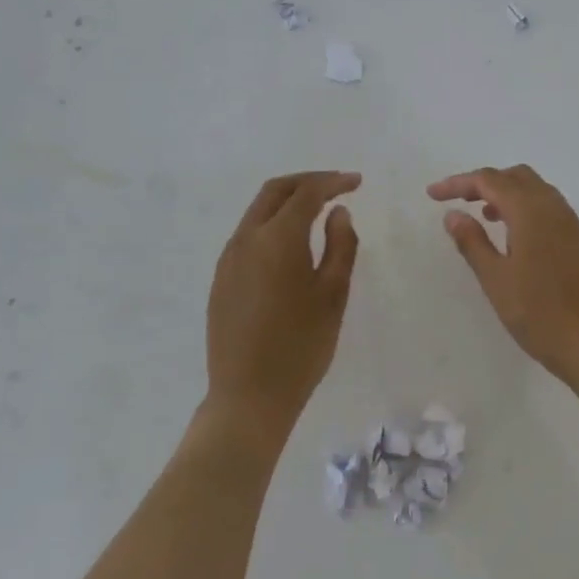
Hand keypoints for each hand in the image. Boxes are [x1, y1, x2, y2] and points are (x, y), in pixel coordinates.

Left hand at [206, 171, 360, 438]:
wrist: (249, 395)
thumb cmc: (302, 345)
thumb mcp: (334, 294)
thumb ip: (340, 245)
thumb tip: (338, 213)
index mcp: (277, 239)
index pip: (306, 194)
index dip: (333, 182)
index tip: (357, 183)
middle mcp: (246, 239)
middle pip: (274, 192)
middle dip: (307, 183)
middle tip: (337, 187)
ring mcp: (228, 260)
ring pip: (257, 212)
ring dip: (287, 202)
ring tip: (318, 212)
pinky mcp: (221, 280)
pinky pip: (248, 236)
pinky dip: (272, 225)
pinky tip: (291, 244)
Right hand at [428, 165, 578, 384]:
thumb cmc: (538, 314)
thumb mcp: (496, 279)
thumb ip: (472, 242)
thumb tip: (453, 215)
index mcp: (531, 212)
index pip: (490, 181)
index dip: (459, 183)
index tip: (433, 195)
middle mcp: (555, 209)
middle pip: (517, 177)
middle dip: (486, 182)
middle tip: (460, 202)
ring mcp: (573, 224)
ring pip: (537, 191)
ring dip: (508, 194)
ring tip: (485, 218)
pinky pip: (551, 209)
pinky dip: (527, 209)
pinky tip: (515, 238)